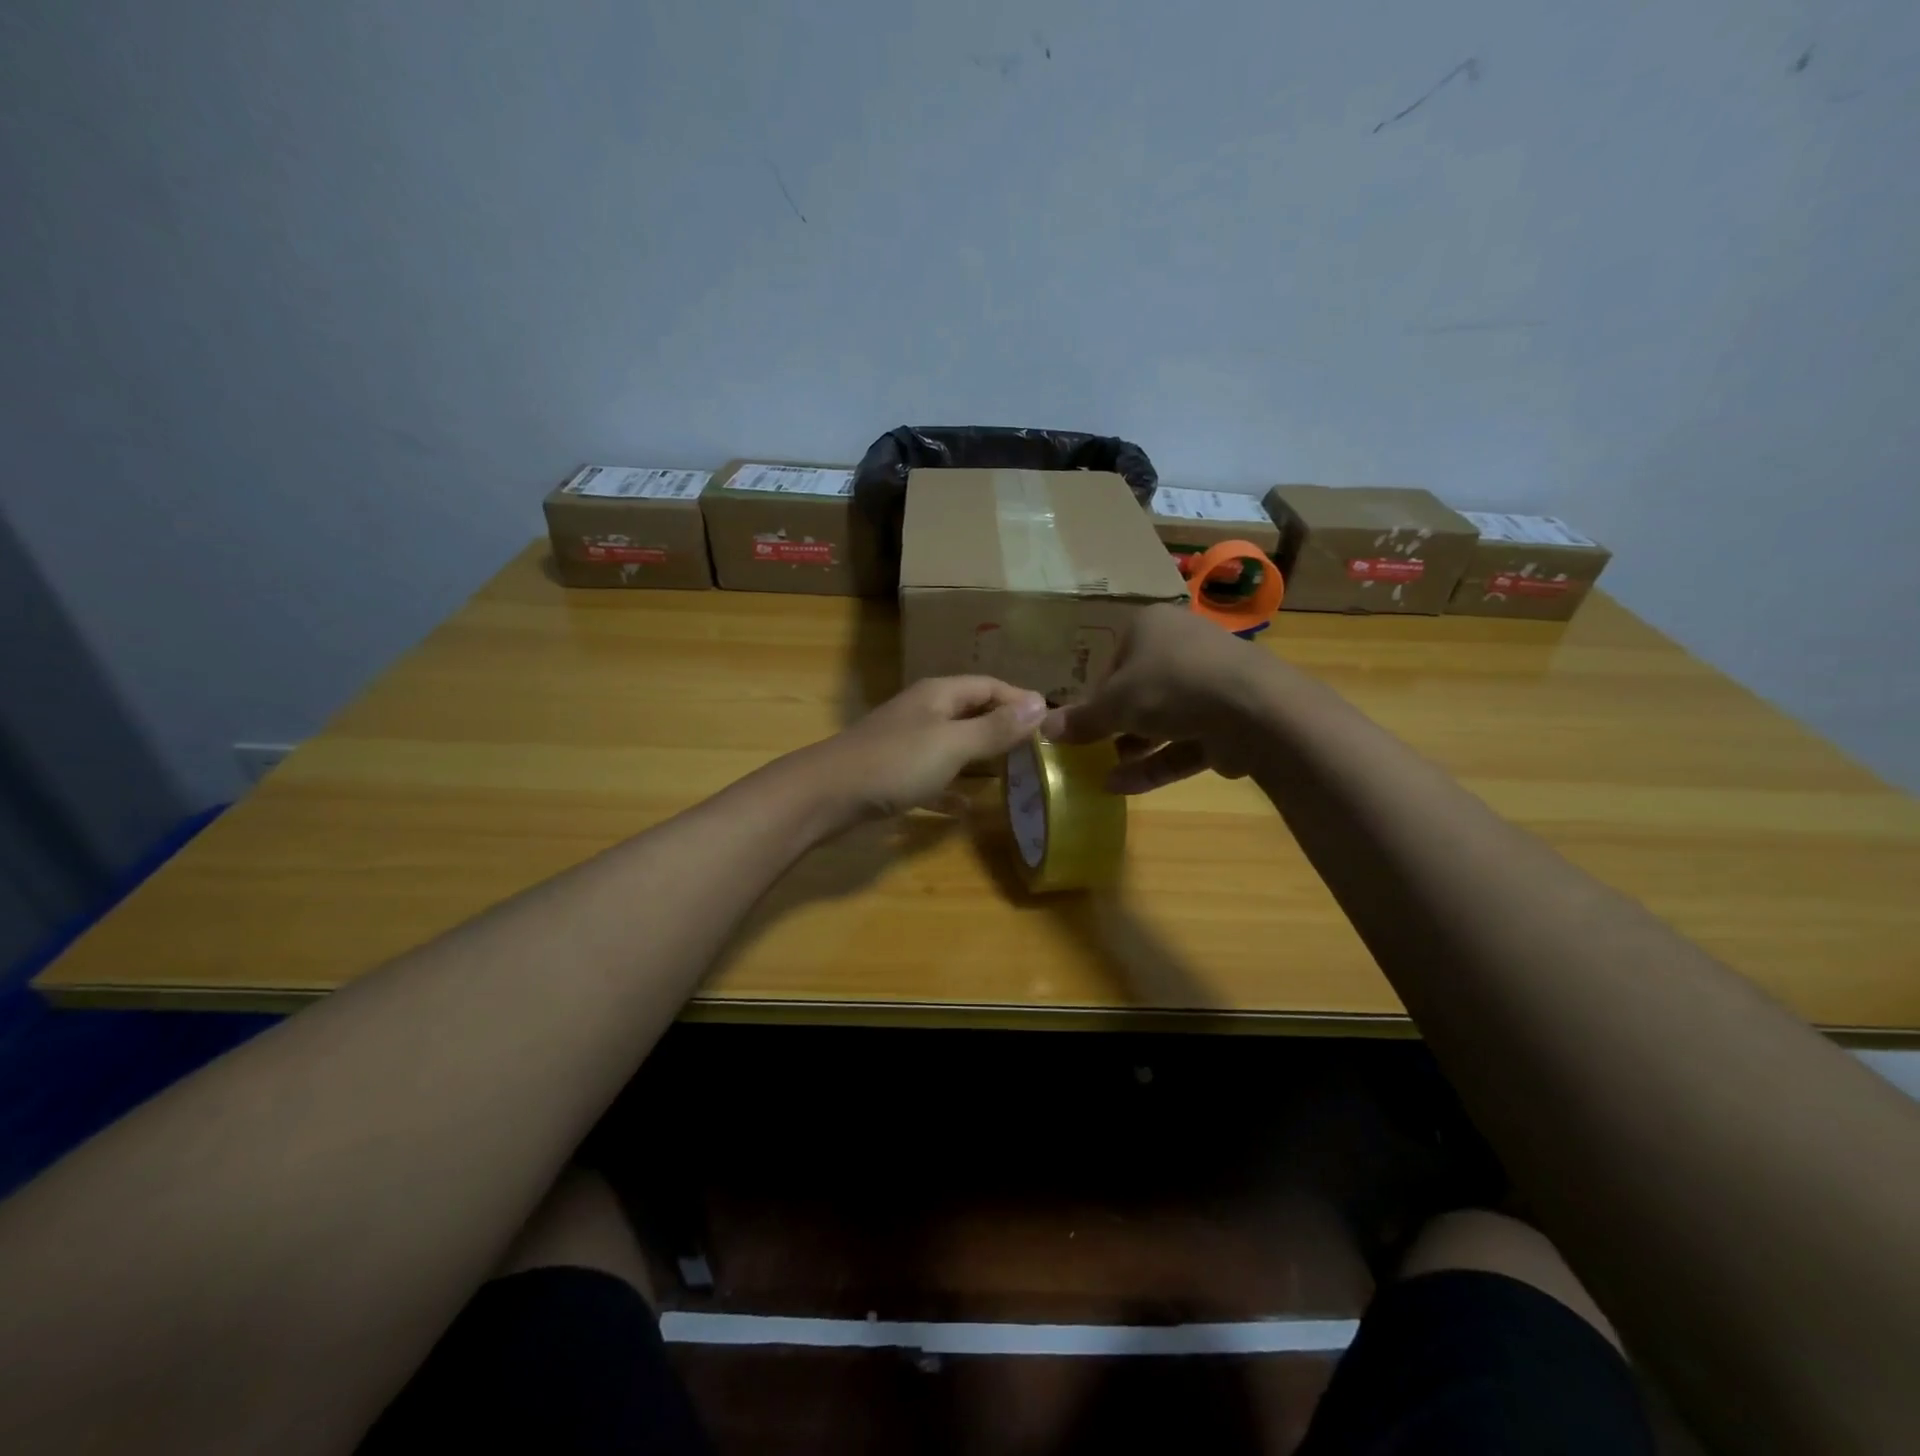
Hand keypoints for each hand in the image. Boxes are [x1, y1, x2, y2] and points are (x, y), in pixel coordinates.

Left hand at [800, 675, 1048, 826]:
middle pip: (972, 711)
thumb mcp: (952, 745)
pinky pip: (933, 777)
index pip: (990, 686)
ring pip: (954, 744)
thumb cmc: (894, 763)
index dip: (1021, 700)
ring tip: (1013, 774)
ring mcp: (906, 743)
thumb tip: (1041, 703)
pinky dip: (951, 789)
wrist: (825, 795)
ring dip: (981, 756)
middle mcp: (924, 712)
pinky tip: (966, 809)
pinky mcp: (893, 774)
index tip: (1052, 723)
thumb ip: (995, 728)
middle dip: (1004, 726)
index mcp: (939, 695)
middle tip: (1038, 750)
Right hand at [1041, 604, 1282, 792]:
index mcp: (1151, 627)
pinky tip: (1121, 786)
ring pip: (1163, 718)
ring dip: (1132, 747)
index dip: (1095, 695)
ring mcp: (1211, 684)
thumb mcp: (1113, 704)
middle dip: (1115, 724)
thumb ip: (1080, 720)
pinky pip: (1185, 742)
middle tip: (1090, 750)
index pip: (1113, 661)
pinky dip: (1156, 763)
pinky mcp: (1229, 720)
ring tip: (1102, 773)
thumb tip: (1042, 729)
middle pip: (1140, 690)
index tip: (1081, 724)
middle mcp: (1182, 648)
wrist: (1253, 709)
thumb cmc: (1169, 686)